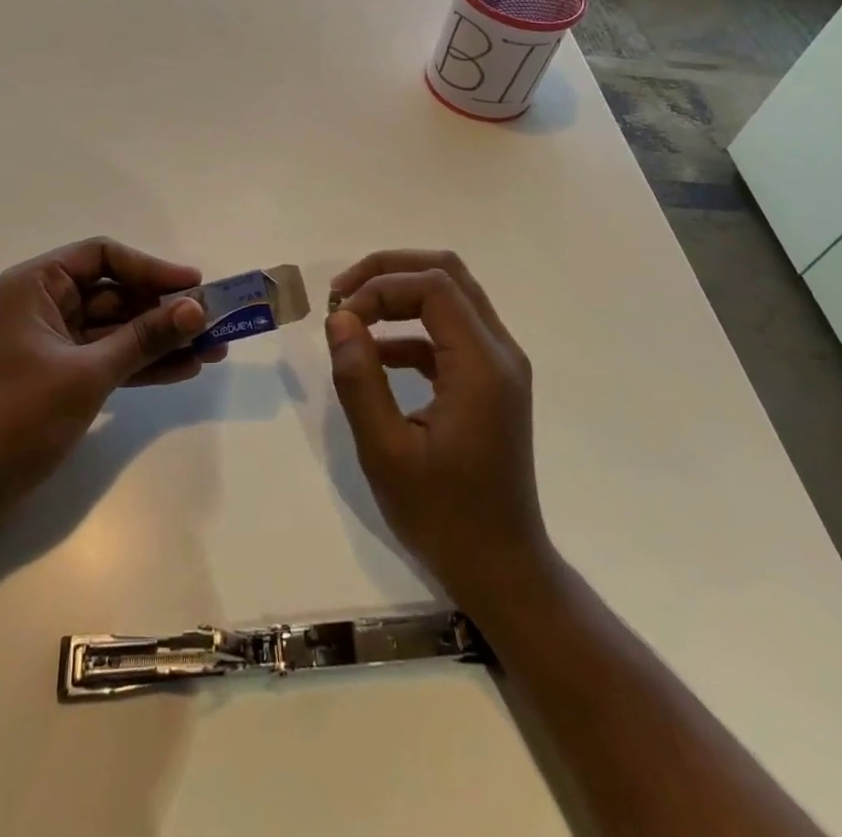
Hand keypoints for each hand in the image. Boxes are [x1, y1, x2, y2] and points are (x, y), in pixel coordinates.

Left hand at [0, 238, 211, 536]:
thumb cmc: (16, 417)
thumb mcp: (88, 374)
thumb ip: (144, 338)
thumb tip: (196, 308)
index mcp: (37, 285)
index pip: (102, 256)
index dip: (151, 267)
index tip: (194, 286)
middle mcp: (45, 305)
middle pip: (115, 293)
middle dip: (164, 309)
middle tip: (214, 322)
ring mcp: (54, 344)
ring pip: (118, 329)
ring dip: (161, 339)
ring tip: (214, 350)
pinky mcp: (61, 377)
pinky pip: (111, 359)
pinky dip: (143, 364)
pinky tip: (185, 370)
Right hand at [326, 251, 551, 610]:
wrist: (501, 569)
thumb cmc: (443, 516)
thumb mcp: (386, 452)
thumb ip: (360, 379)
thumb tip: (339, 319)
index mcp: (482, 365)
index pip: (433, 286)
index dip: (380, 287)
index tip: (340, 318)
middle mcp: (500, 352)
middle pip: (448, 274)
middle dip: (390, 271)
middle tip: (343, 292)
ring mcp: (500, 366)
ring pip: (451, 296)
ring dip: (400, 294)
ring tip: (352, 315)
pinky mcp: (490, 382)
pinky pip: (450, 331)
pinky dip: (411, 327)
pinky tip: (376, 354)